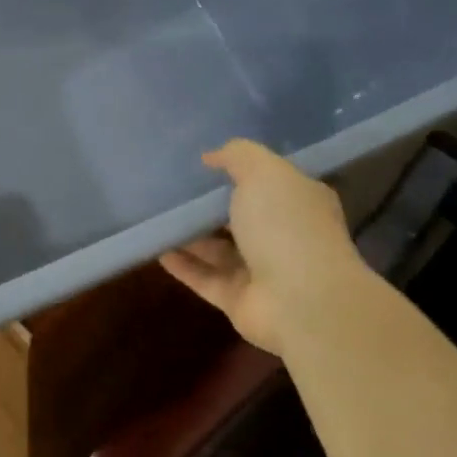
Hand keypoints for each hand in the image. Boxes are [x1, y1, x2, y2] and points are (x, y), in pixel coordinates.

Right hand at [160, 140, 369, 355]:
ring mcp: (262, 271)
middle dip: (209, 204)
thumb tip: (210, 157)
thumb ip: (237, 155)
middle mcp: (284, 236)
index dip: (239, 170)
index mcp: (298, 202)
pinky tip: (155, 248)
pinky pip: (204, 278)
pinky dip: (182, 264)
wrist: (301, 301)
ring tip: (156, 216)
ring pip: (219, 249)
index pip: (269, 182)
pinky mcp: (239, 300)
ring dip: (190, 235)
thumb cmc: (286, 225)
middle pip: (240, 216)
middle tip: (170, 188)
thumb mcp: (264, 172)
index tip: (202, 162)